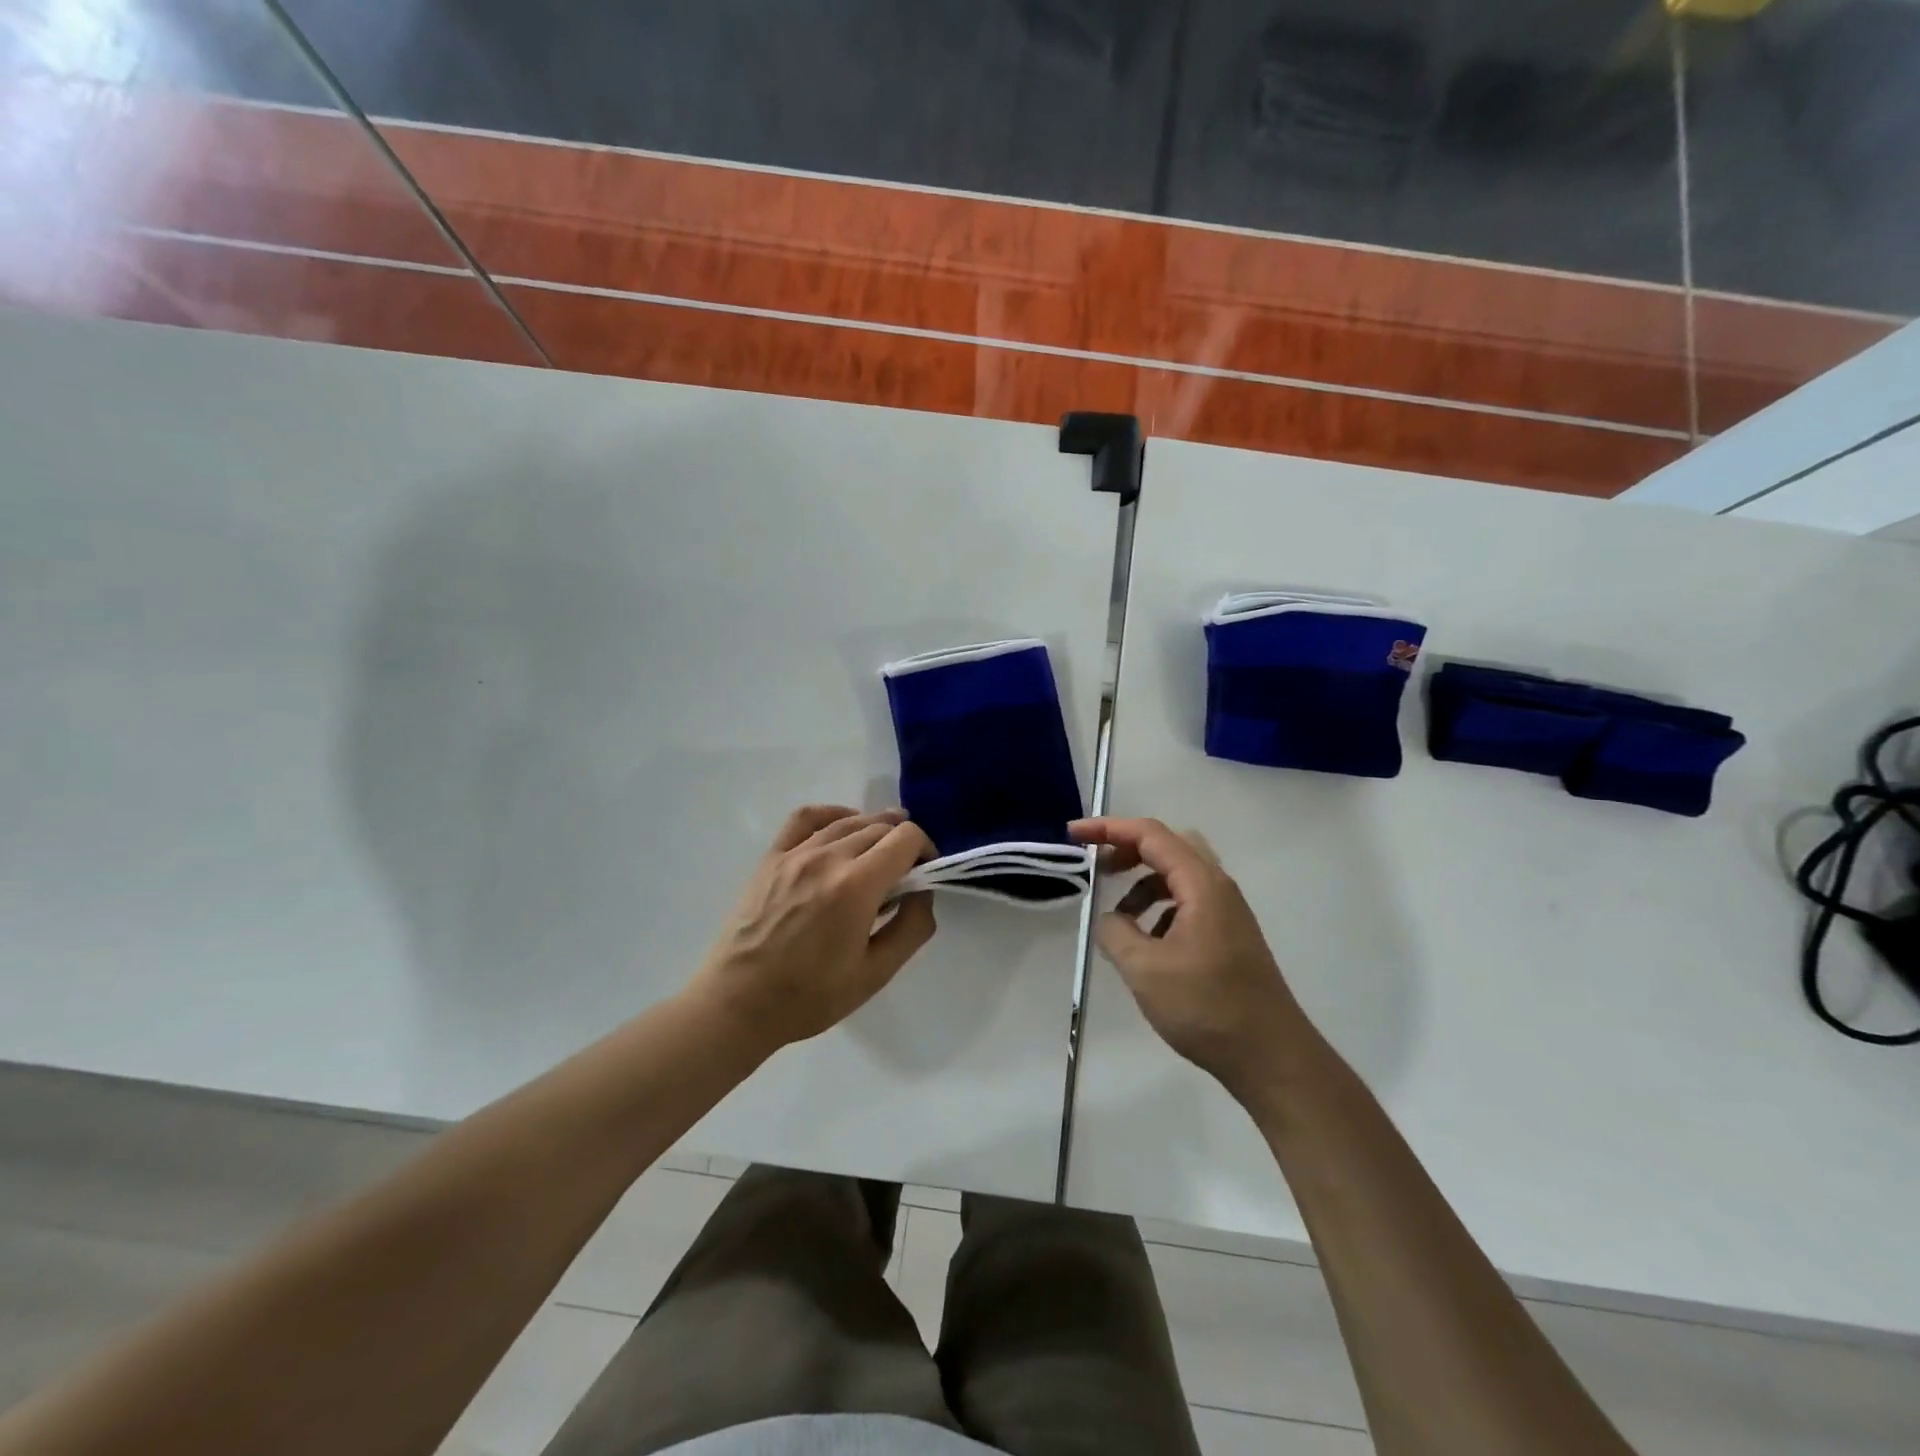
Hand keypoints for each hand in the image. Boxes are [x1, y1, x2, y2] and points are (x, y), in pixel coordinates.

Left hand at [689, 805, 936, 1054]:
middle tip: (905, 873)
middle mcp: (827, 857)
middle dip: (903, 842)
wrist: (738, 1004)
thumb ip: (911, 927)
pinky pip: (806, 817)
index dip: (926, 849)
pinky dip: (833, 814)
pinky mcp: (771, 857)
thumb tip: (923, 892)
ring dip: (874, 828)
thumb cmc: (810, 996)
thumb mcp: (876, 974)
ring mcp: (795, 853)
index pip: (906, 838)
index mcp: (856, 886)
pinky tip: (841, 829)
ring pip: (848, 819)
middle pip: (880, 826)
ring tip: (880, 850)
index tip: (926, 873)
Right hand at [1070, 816, 1314, 1101]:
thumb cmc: (1207, 1007)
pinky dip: (1160, 908)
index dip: (1108, 829)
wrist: (1271, 1057)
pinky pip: (1187, 902)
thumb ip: (1116, 933)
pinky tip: (1147, 944)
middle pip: (1168, 846)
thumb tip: (1109, 920)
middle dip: (1128, 849)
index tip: (1073, 835)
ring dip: (1143, 884)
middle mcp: (1218, 887)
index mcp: (1201, 884)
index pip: (1150, 835)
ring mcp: (1227, 912)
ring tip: (1119, 918)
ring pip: (1179, 876)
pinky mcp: (1228, 935)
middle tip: (1097, 868)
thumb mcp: (1145, 970)